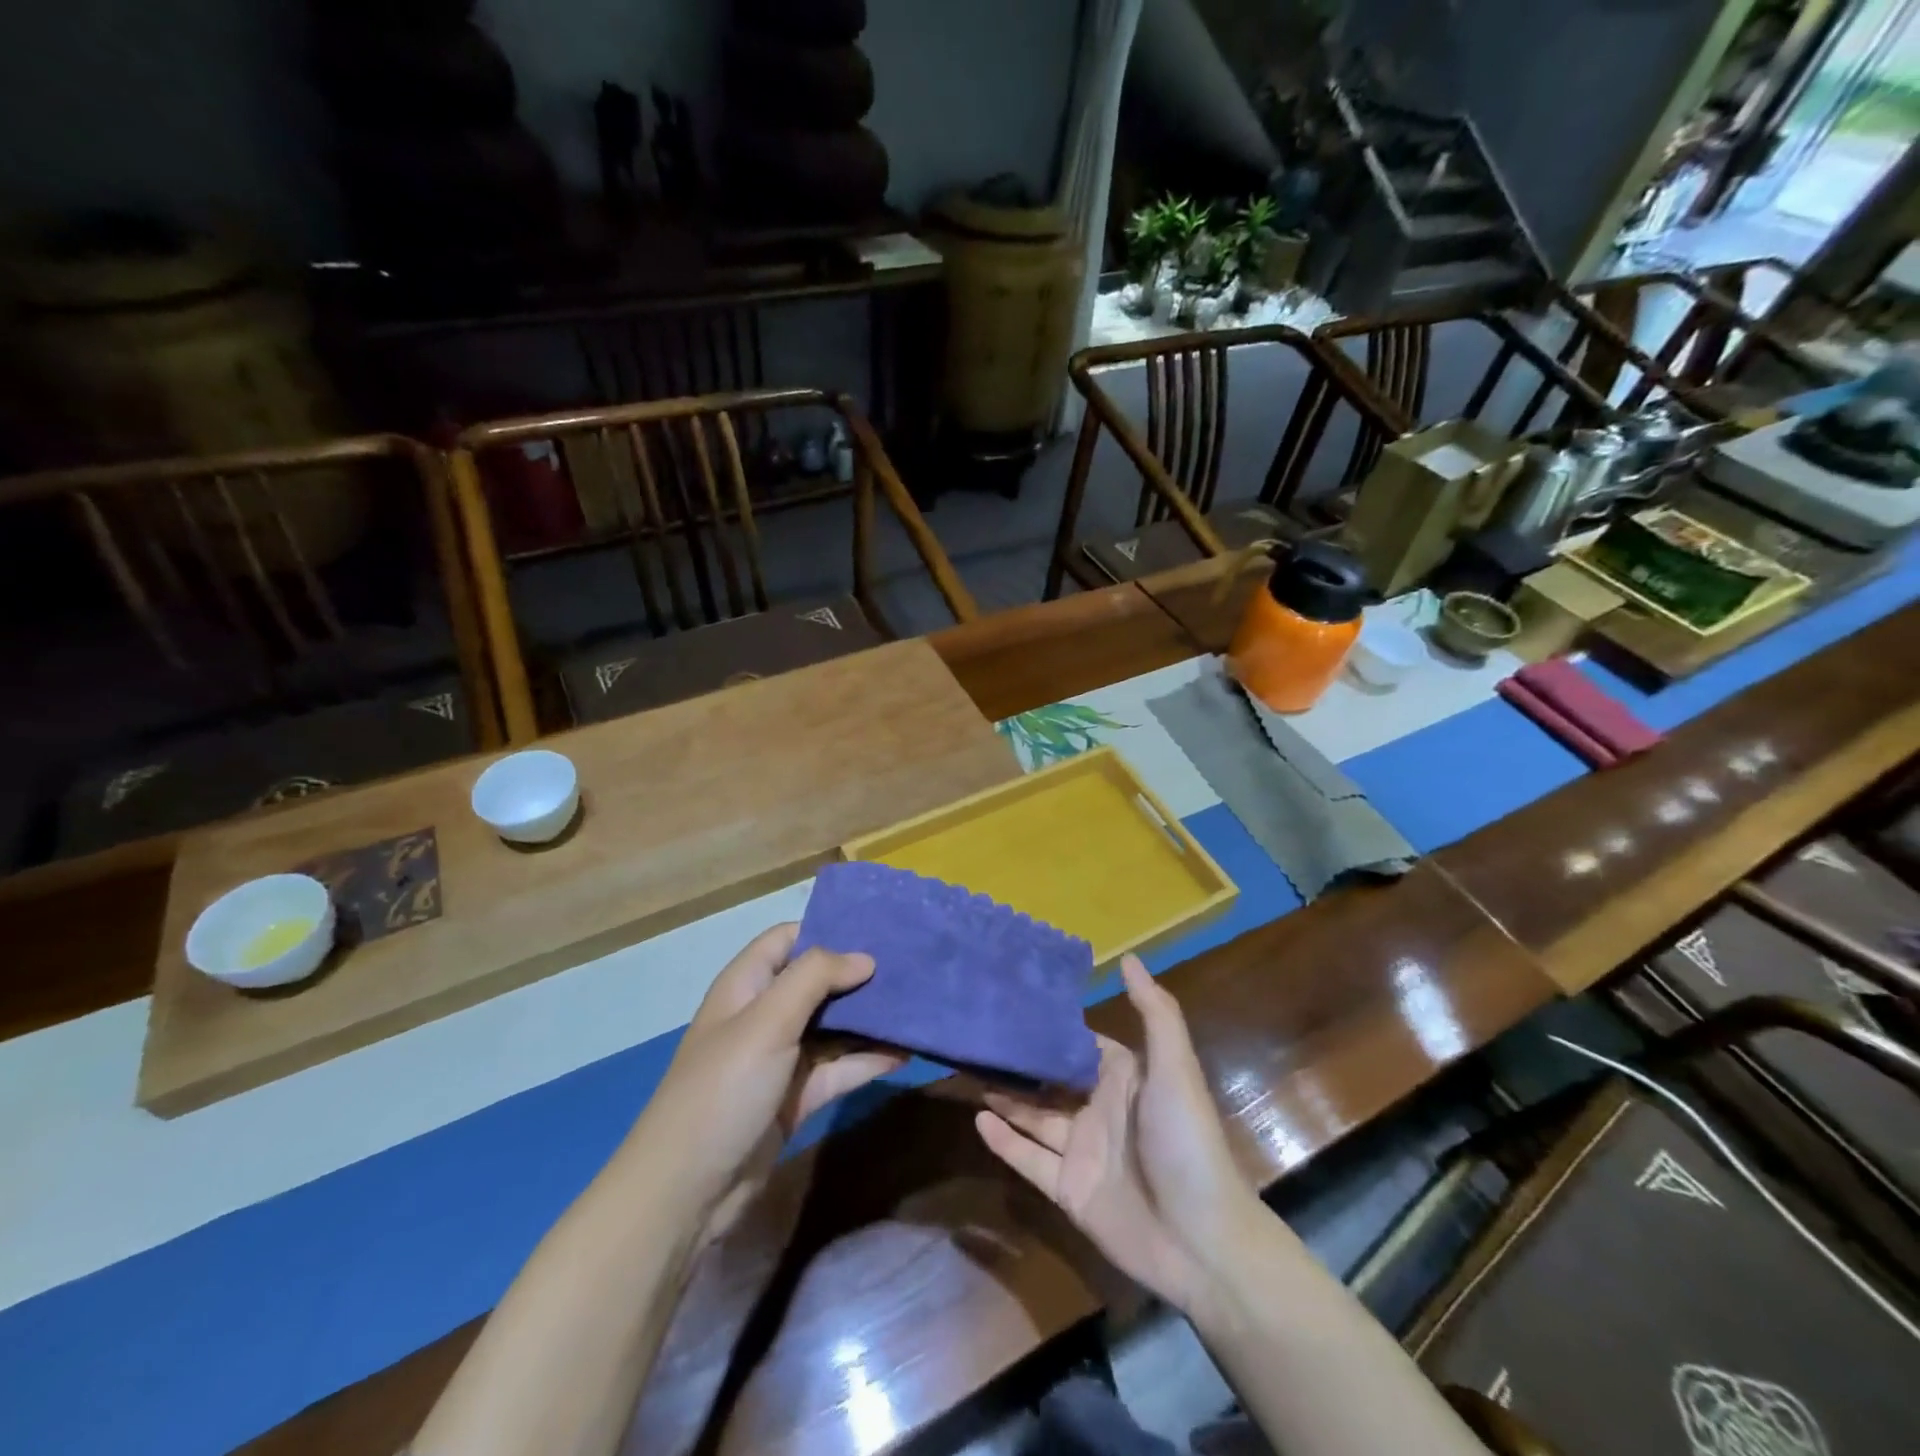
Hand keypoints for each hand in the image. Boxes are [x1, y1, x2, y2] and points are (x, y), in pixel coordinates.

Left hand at [630, 923, 903, 1244]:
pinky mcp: (796, 1097)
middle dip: (859, 975)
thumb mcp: (767, 1021)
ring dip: (870, 1019)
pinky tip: (905, 1052)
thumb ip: (815, 978)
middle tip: (911, 966)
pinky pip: (839, 1068)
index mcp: (747, 986)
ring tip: (918, 1006)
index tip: (876, 929)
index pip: (787, 939)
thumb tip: (865, 958)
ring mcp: (781, 1058)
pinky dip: (868, 1060)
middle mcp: (764, 1015)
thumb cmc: (723, 1089)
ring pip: (834, 1026)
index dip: (827, 929)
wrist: (688, 1193)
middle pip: (818, 982)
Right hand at [975, 955, 1261, 1313]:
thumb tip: (1127, 957)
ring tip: (970, 1069)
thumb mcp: (1175, 1069)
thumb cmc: (1186, 1142)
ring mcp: (1081, 1150)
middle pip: (1049, 1079)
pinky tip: (978, 1118)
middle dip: (1020, 1060)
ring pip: (1034, 1116)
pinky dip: (1004, 1141)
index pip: (1079, 1044)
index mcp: (1123, 1078)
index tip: (1013, 1002)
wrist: (1201, 1242)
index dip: (1050, 1027)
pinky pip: (1029, 1159)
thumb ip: (1155, 1013)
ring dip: (1006, 1095)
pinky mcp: (1068, 1189)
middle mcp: (1099, 1108)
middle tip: (978, 1035)